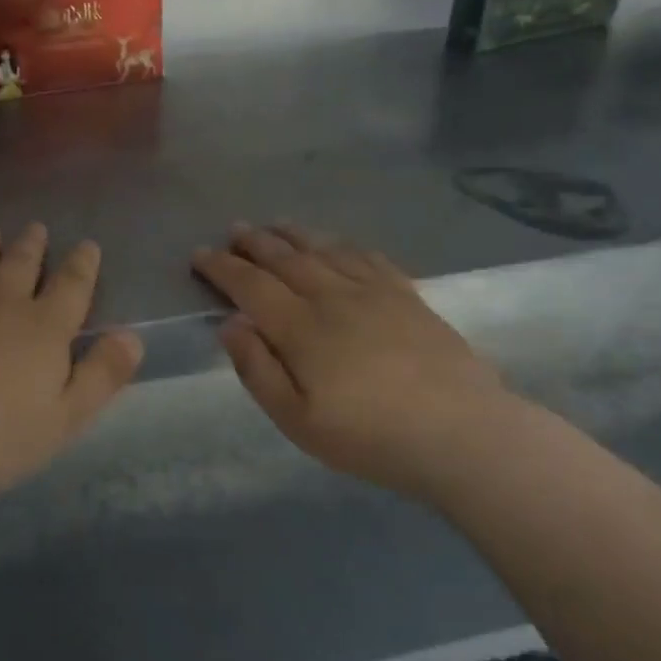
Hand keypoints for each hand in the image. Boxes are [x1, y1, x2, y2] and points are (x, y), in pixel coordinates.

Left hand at [0, 225, 143, 500]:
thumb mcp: (66, 418)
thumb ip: (102, 375)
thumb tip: (132, 336)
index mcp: (45, 326)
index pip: (73, 283)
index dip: (83, 263)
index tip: (87, 246)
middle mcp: (3, 300)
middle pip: (22, 261)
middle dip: (33, 243)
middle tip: (36, 229)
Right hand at [192, 224, 510, 501]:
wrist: (460, 431)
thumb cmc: (369, 436)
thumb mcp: (297, 419)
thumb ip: (258, 369)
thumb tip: (230, 323)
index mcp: (300, 327)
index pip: (250, 285)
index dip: (222, 267)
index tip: (200, 254)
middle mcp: (332, 296)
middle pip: (285, 258)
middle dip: (254, 242)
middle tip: (235, 230)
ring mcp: (373, 291)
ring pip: (324, 250)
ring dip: (294, 235)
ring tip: (276, 225)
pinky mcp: (407, 295)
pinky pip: (367, 256)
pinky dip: (343, 245)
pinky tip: (337, 243)